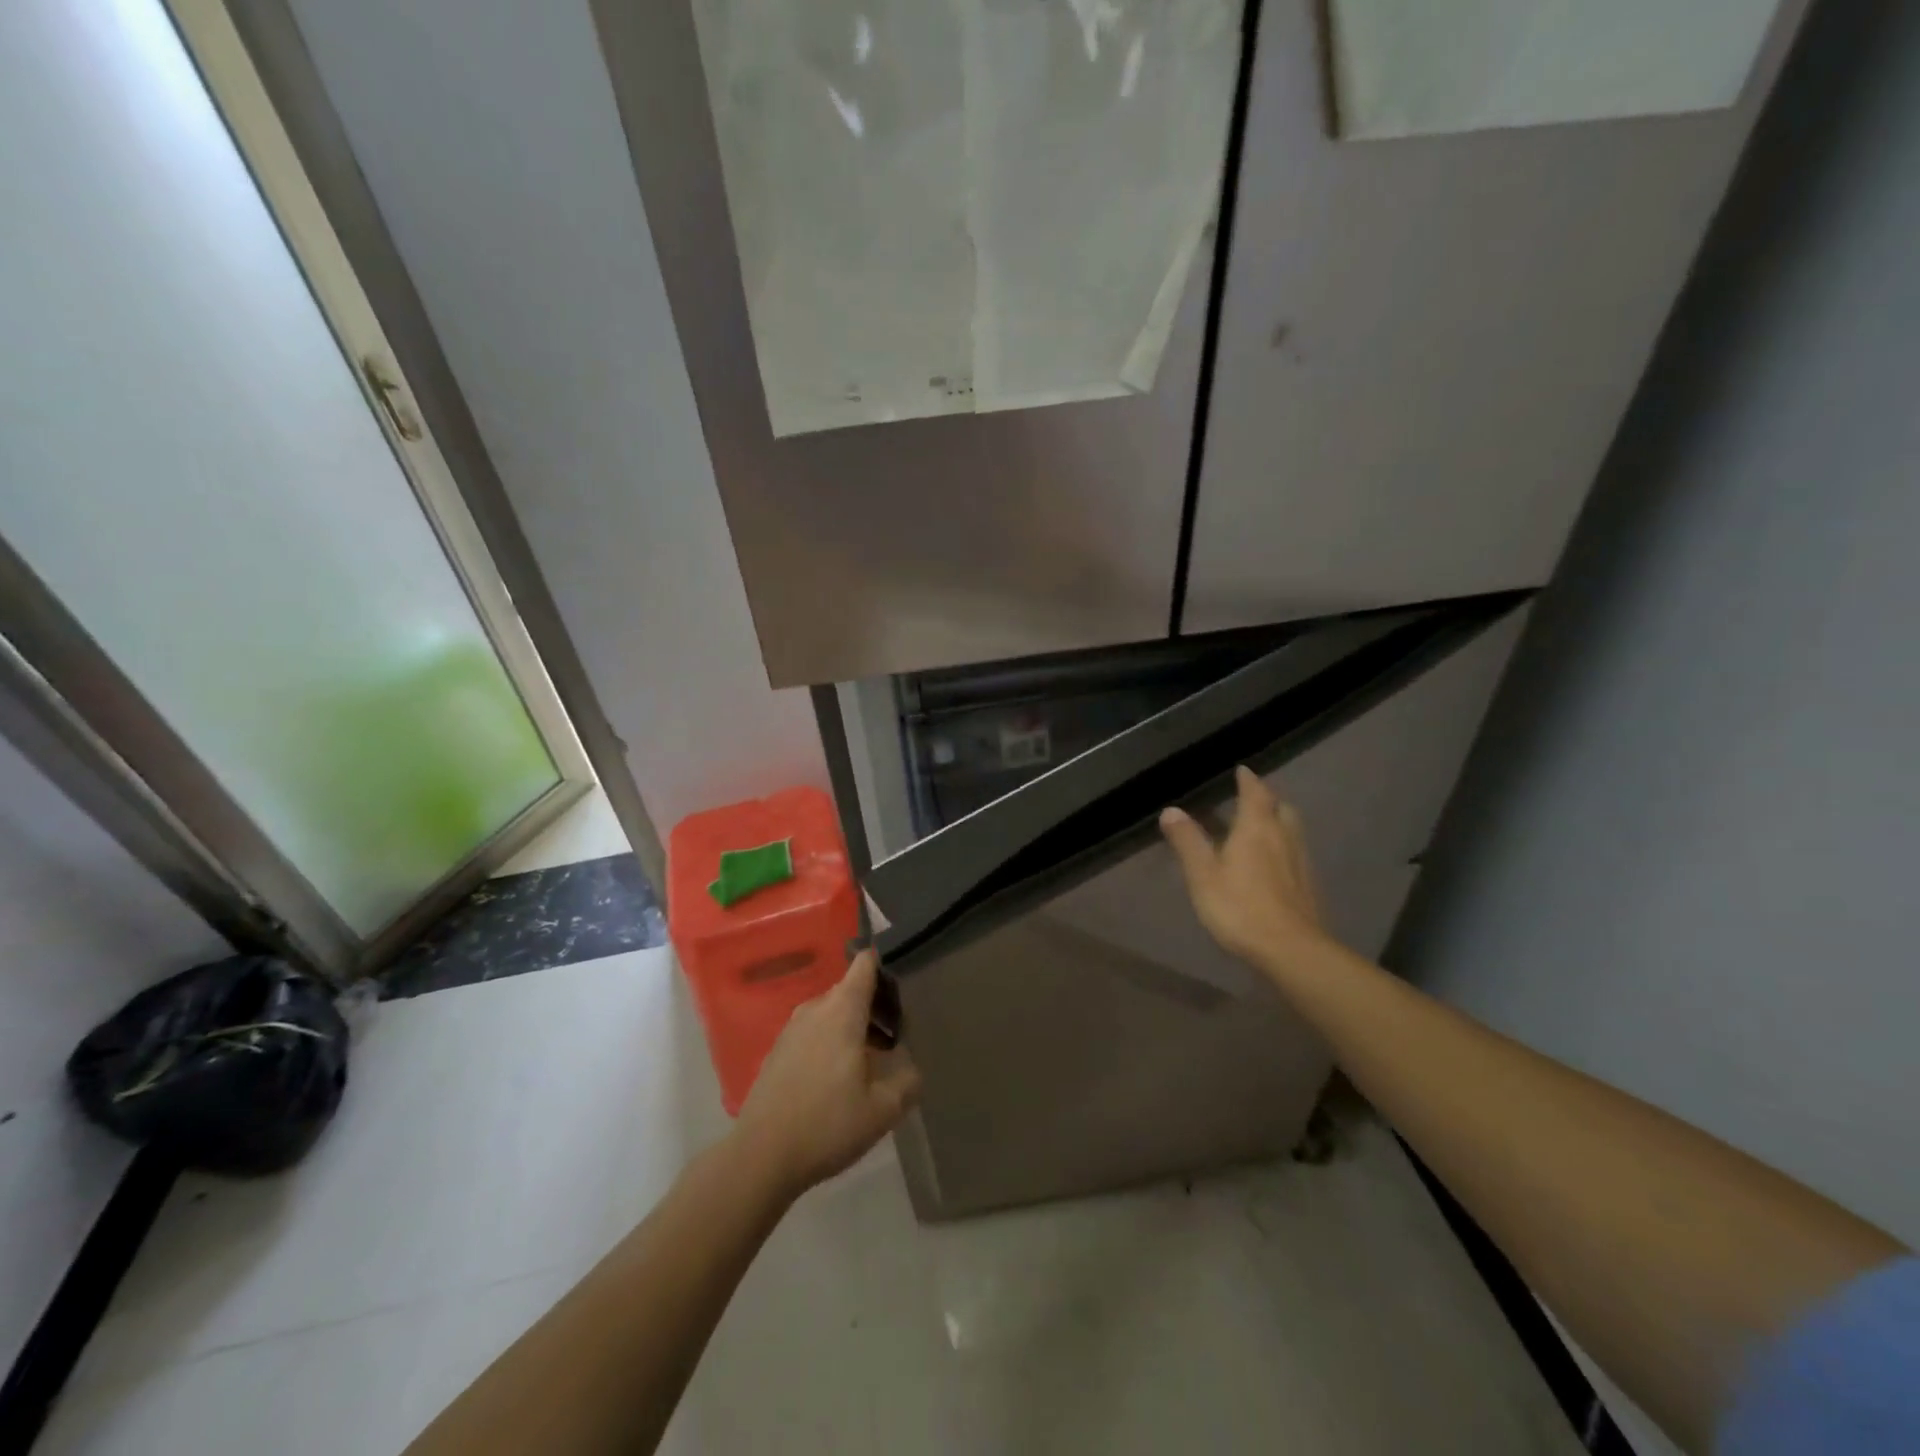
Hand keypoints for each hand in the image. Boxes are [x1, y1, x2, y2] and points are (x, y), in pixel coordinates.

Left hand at [733, 950, 920, 1198]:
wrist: (761, 1157)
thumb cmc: (827, 1125)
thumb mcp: (882, 1110)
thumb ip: (907, 1081)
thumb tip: (911, 1067)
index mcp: (842, 1011)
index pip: (864, 964)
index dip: (885, 964)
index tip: (903, 980)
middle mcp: (815, 1009)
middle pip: (850, 989)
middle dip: (875, 1004)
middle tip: (899, 1033)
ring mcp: (792, 1029)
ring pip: (831, 1012)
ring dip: (854, 1025)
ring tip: (875, 1058)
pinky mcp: (778, 1050)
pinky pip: (814, 1031)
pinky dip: (832, 1040)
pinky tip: (840, 1077)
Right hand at [1160, 766, 1332, 971]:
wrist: (1291, 950)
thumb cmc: (1240, 907)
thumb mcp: (1203, 874)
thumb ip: (1188, 841)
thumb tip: (1171, 810)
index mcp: (1256, 829)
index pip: (1255, 794)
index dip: (1248, 780)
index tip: (1242, 770)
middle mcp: (1283, 837)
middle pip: (1281, 808)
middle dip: (1267, 799)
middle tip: (1252, 798)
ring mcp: (1300, 862)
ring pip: (1292, 830)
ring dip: (1278, 821)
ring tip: (1262, 826)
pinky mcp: (1308, 885)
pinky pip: (1296, 852)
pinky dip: (1284, 845)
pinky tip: (1274, 862)